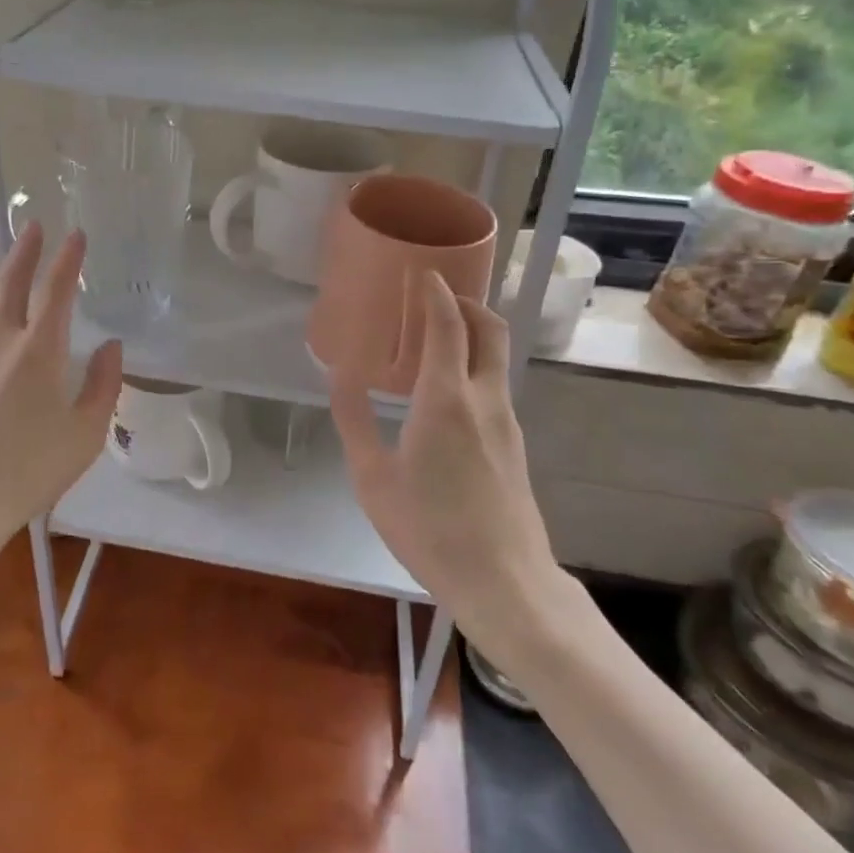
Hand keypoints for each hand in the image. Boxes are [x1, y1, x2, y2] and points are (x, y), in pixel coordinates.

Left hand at [0, 222, 122, 554]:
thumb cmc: (30, 470)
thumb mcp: (86, 434)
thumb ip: (103, 385)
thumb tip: (111, 348)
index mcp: (39, 351)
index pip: (56, 290)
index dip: (68, 259)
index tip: (77, 236)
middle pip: (9, 281)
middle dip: (25, 250)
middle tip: (35, 227)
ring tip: (2, 270)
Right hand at [329, 272, 570, 653]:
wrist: (504, 581)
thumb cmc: (429, 528)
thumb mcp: (373, 477)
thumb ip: (354, 422)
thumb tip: (339, 377)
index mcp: (445, 399)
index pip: (448, 324)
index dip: (436, 292)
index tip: (422, 271)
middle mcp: (484, 399)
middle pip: (490, 329)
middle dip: (466, 302)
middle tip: (435, 298)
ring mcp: (506, 422)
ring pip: (496, 357)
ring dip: (472, 334)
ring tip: (434, 341)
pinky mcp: (514, 444)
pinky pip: (495, 386)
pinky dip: (474, 367)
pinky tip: (445, 393)